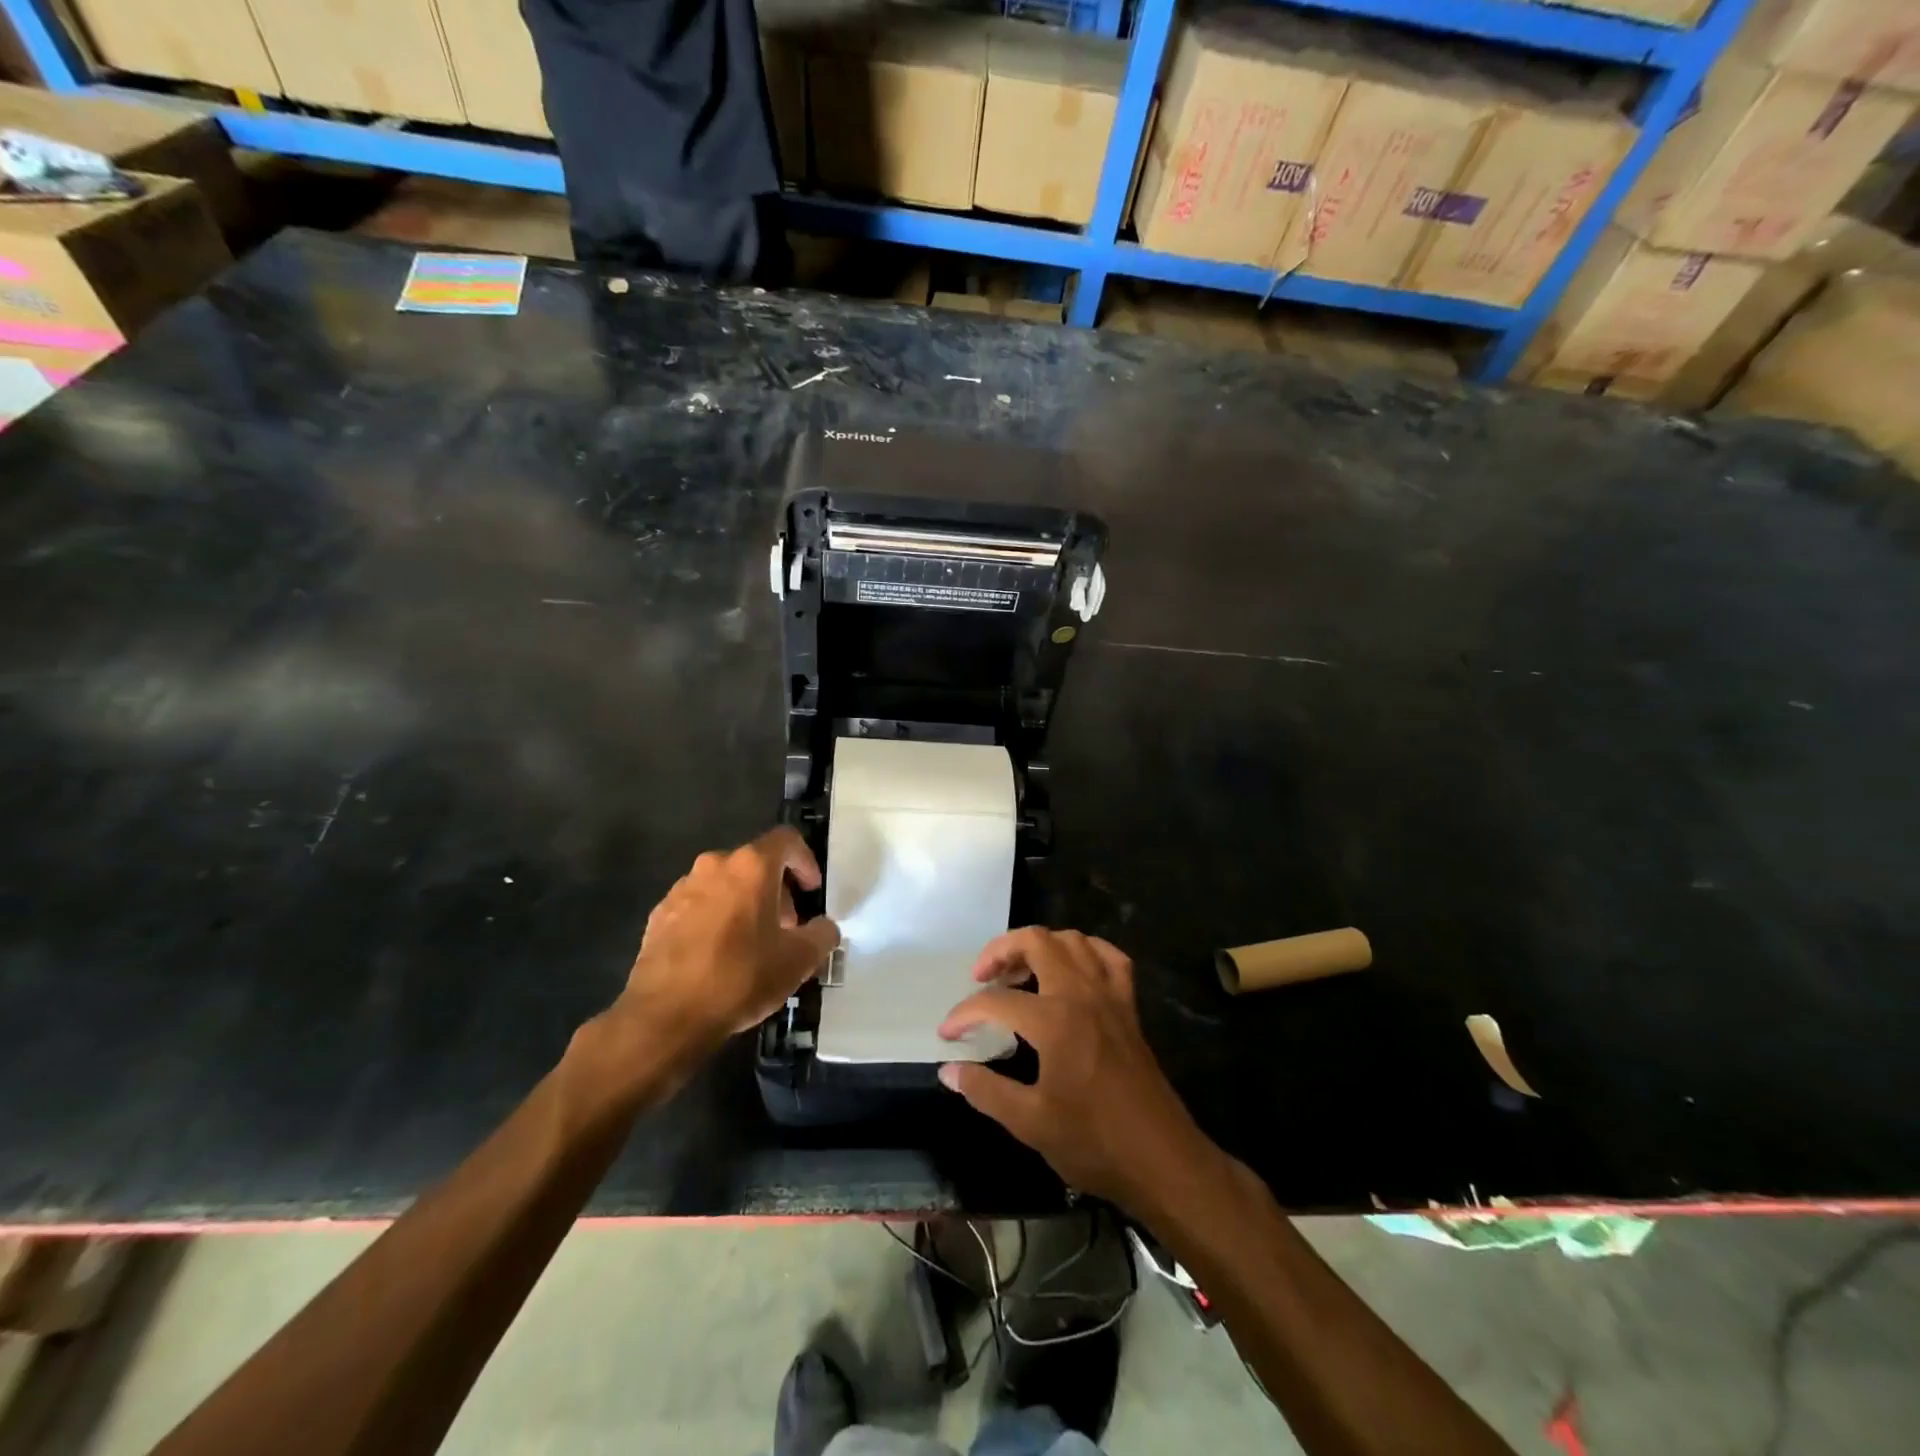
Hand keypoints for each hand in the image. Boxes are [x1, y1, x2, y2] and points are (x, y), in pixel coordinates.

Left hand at [615, 828, 839, 1048]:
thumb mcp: (799, 960)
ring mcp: (682, 889)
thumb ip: (822, 935)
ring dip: (744, 904)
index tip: (812, 891)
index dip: (806, 861)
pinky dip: (715, 919)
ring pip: (724, 884)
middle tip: (787, 926)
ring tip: (752, 943)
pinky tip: (718, 956)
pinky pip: (698, 906)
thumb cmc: (740, 976)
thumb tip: (824, 928)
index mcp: (751, 866)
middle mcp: (714, 866)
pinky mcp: (659, 916)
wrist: (665, 1015)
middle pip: (755, 863)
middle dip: (776, 890)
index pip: (786, 840)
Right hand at [938, 928, 1207, 1210]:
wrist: (1162, 1159)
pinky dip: (1084, 952)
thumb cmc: (1094, 1142)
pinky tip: (1070, 970)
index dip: (964, 1014)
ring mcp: (1109, 995)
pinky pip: (1108, 957)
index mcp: (1054, 1021)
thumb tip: (949, 1070)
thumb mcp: (1031, 1123)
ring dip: (1039, 945)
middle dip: (1000, 951)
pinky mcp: (1128, 1005)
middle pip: (1036, 941)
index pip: (995, 1001)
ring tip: (1018, 971)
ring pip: (1072, 940)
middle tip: (981, 977)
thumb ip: (986, 1091)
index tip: (947, 1034)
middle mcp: (1081, 994)